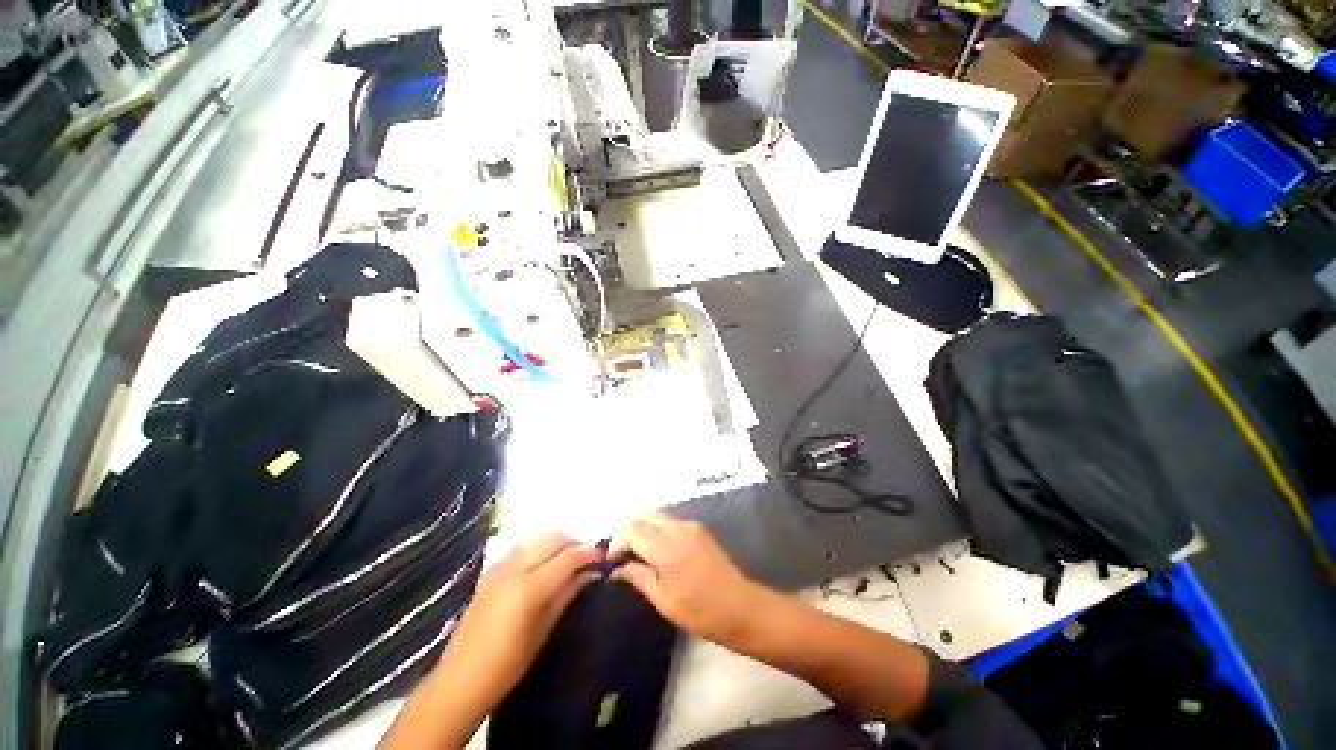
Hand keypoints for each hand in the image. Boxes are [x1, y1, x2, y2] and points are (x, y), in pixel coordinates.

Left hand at [434, 533, 601, 713]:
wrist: (462, 678)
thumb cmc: (509, 664)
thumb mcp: (544, 630)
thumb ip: (568, 594)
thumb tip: (592, 574)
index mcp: (529, 589)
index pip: (567, 557)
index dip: (588, 553)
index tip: (602, 557)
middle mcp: (514, 569)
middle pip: (552, 538)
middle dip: (574, 542)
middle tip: (586, 557)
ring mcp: (500, 567)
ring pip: (536, 538)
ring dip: (556, 541)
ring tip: (567, 558)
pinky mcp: (491, 570)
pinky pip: (521, 546)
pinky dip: (538, 546)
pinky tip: (544, 562)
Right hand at [610, 510, 765, 644]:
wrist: (741, 608)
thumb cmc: (701, 612)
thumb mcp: (664, 601)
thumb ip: (639, 577)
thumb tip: (617, 568)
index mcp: (668, 547)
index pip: (633, 530)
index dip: (617, 542)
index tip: (611, 560)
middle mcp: (679, 528)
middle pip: (644, 514)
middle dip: (627, 529)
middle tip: (619, 552)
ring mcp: (691, 526)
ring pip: (657, 515)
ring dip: (641, 527)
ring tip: (633, 551)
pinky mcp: (698, 529)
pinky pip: (669, 521)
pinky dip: (655, 529)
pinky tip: (653, 549)